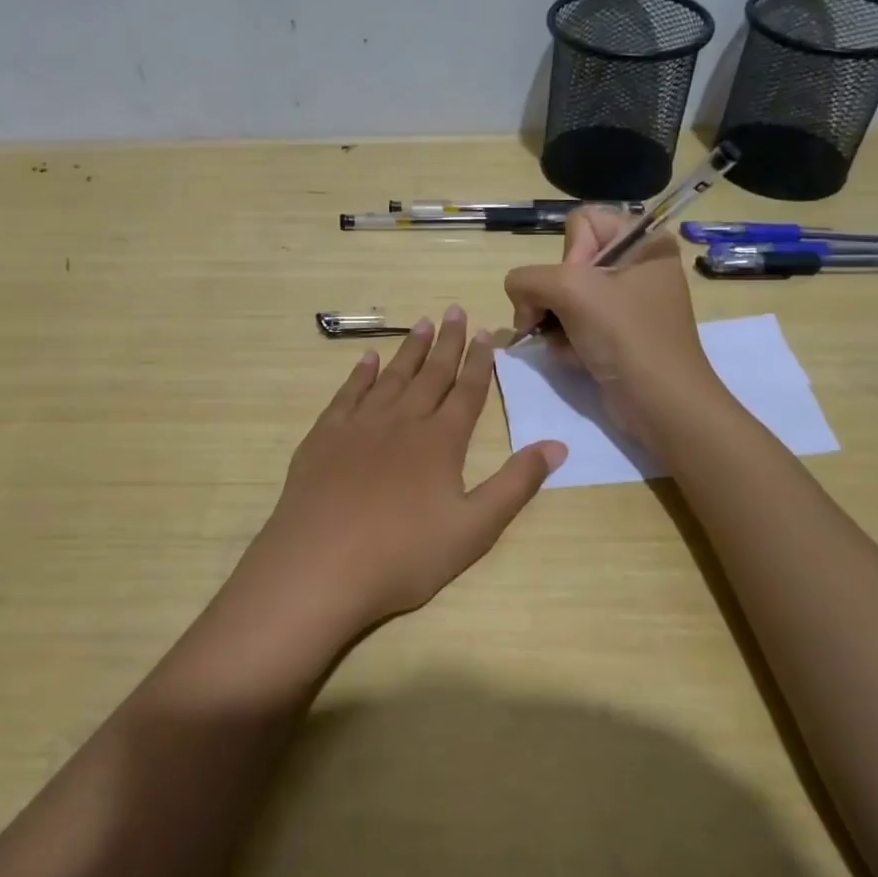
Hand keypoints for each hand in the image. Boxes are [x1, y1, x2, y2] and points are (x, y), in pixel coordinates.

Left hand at [231, 306, 566, 645]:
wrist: (320, 566)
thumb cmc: (403, 555)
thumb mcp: (474, 529)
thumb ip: (516, 484)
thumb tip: (557, 445)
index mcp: (440, 442)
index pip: (466, 392)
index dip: (479, 362)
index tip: (486, 333)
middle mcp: (402, 421)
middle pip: (431, 374)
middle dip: (447, 342)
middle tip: (455, 310)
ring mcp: (360, 425)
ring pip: (392, 376)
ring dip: (409, 349)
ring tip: (423, 323)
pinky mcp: (324, 436)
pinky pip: (348, 393)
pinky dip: (360, 372)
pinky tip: (367, 358)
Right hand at [503, 206, 714, 443]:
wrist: (660, 403)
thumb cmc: (626, 336)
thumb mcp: (570, 290)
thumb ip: (528, 278)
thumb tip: (518, 296)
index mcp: (643, 241)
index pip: (581, 222)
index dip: (569, 254)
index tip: (579, 287)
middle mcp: (637, 266)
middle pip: (567, 263)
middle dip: (553, 295)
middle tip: (553, 320)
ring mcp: (627, 302)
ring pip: (564, 296)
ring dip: (555, 322)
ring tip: (566, 344)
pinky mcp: (617, 333)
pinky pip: (574, 323)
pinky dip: (566, 340)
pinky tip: (574, 358)